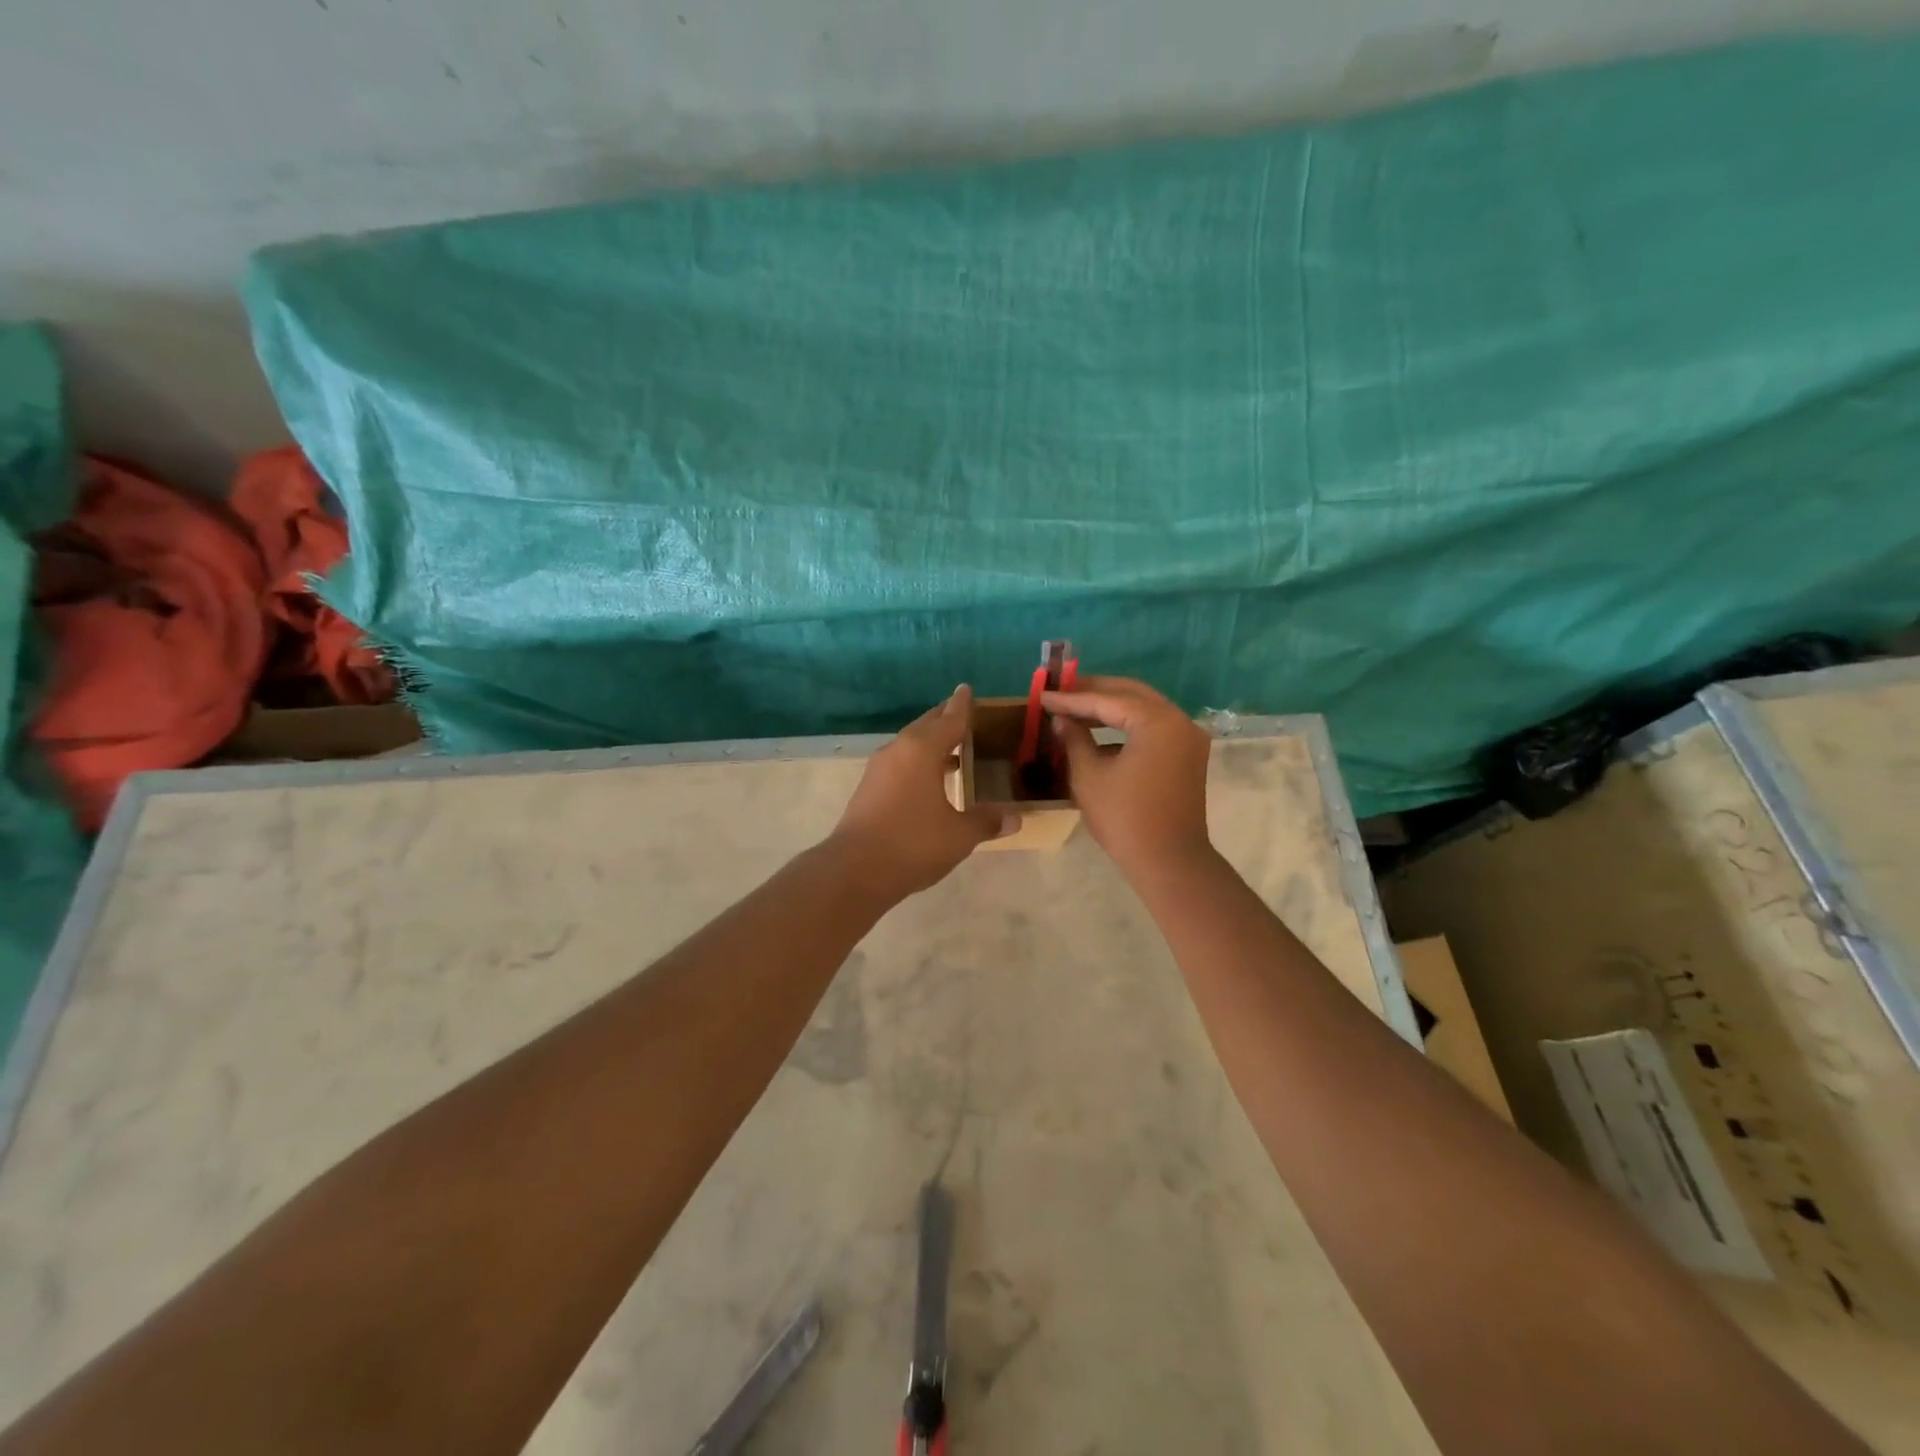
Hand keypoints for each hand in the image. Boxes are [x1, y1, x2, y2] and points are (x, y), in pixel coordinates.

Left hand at [827, 685, 1015, 899]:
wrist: (854, 870)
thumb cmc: (913, 843)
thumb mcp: (959, 835)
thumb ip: (986, 821)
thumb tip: (1015, 818)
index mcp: (922, 750)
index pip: (949, 719)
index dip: (962, 706)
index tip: (966, 689)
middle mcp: (899, 751)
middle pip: (926, 726)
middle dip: (945, 720)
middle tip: (964, 716)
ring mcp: (879, 770)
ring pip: (910, 745)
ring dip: (931, 744)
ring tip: (954, 750)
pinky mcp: (869, 789)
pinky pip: (900, 763)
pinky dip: (919, 762)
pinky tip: (930, 780)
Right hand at [1042, 676, 1211, 877]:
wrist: (1169, 862)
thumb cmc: (1125, 818)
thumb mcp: (1089, 776)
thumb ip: (1074, 739)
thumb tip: (1062, 719)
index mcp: (1157, 721)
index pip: (1107, 700)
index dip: (1071, 699)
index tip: (1043, 696)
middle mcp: (1179, 721)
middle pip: (1131, 694)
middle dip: (1094, 691)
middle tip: (1061, 690)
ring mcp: (1188, 738)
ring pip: (1144, 709)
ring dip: (1111, 707)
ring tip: (1076, 708)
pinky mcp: (1188, 756)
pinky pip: (1154, 728)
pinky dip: (1127, 725)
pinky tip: (1099, 732)